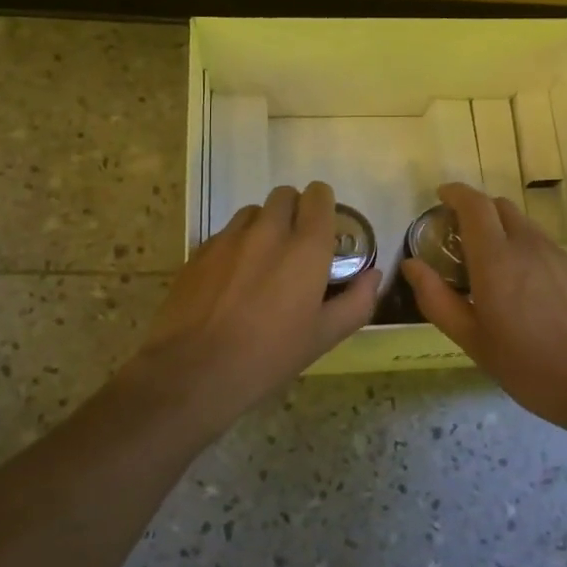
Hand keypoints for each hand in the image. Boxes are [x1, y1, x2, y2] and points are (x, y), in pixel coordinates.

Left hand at [125, 182, 381, 435]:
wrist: (194, 371)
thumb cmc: (268, 356)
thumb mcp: (323, 337)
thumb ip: (356, 302)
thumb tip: (372, 275)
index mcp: (306, 248)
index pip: (319, 197)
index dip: (324, 206)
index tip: (324, 229)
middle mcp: (268, 231)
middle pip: (285, 195)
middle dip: (295, 211)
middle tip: (296, 246)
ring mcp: (230, 238)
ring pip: (254, 212)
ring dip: (264, 225)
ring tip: (263, 261)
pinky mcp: (200, 251)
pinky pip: (226, 233)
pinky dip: (237, 244)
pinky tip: (233, 279)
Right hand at [402, 181, 566, 434]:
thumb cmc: (528, 366)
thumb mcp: (472, 340)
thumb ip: (437, 299)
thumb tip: (412, 265)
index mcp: (497, 259)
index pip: (474, 205)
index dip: (455, 193)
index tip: (440, 196)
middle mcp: (528, 246)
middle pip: (500, 207)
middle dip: (475, 210)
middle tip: (458, 236)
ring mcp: (558, 255)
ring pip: (523, 224)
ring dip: (500, 229)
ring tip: (488, 263)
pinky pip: (542, 244)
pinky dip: (522, 247)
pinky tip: (522, 285)